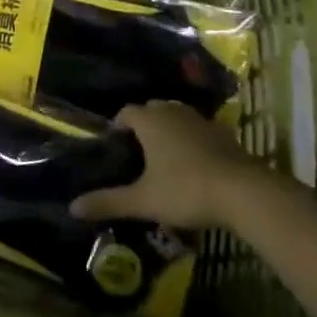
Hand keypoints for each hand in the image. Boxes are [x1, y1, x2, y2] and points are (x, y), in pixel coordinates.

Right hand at [70, 102, 256, 228]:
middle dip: (144, 126)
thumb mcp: (144, 200)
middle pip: (152, 110)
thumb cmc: (185, 190)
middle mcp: (173, 111)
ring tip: (165, 158)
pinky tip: (195, 165)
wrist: (243, 192)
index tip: (115, 146)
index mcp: (150, 120)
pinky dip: (193, 140)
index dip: (118, 126)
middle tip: (138, 153)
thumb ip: (108, 201)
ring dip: (169, 131)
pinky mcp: (224, 133)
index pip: (126, 112)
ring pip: (177, 117)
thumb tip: (72, 206)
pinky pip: (200, 130)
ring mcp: (201, 120)